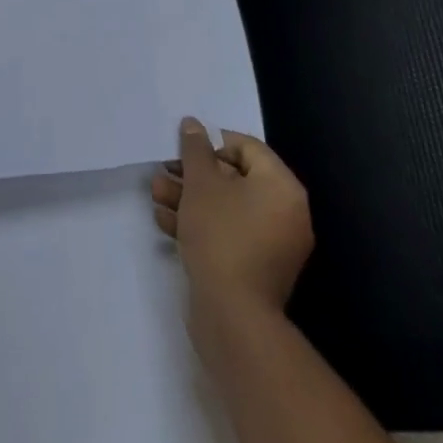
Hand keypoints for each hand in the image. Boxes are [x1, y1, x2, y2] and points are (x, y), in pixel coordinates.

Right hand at [152, 118, 312, 326]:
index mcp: (282, 187)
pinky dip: (200, 225)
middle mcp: (285, 213)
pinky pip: (228, 234)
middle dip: (193, 175)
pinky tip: (166, 223)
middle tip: (163, 173)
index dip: (211, 142)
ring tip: (157, 195)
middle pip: (234, 178)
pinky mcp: (256, 270)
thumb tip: (193, 124)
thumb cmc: (221, 236)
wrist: (232, 317)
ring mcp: (272, 245)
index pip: (247, 148)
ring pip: (226, 208)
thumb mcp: (201, 183)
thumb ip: (195, 149)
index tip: (182, 150)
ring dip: (190, 198)